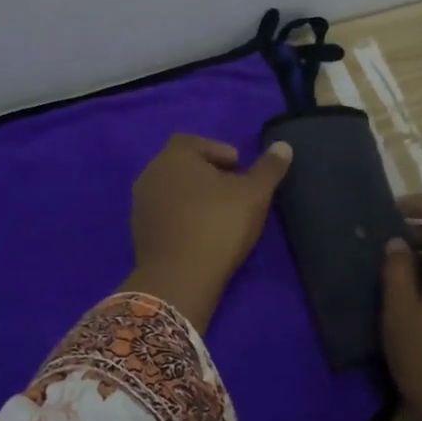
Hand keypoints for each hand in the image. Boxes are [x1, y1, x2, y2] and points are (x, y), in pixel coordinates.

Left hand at [122, 133, 293, 331]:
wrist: (179, 279)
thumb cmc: (219, 225)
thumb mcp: (255, 195)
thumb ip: (269, 168)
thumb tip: (283, 146)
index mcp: (174, 156)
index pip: (194, 141)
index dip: (218, 151)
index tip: (238, 169)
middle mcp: (151, 173)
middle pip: (181, 165)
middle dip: (206, 174)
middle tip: (233, 192)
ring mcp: (140, 204)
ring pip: (171, 190)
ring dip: (193, 197)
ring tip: (218, 215)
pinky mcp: (138, 232)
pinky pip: (164, 215)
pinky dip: (181, 217)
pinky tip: (200, 235)